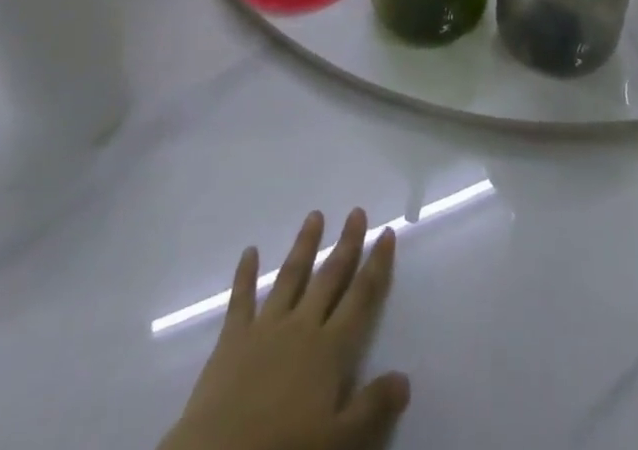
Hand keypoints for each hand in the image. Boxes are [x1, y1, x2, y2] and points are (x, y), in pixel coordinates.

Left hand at [161, 210, 408, 449]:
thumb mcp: (339, 442)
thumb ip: (372, 408)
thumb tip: (405, 377)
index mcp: (329, 350)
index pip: (361, 298)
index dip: (377, 265)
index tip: (386, 232)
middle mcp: (301, 326)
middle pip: (329, 278)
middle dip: (346, 244)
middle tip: (356, 212)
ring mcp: (265, 327)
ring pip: (290, 277)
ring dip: (304, 246)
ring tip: (315, 216)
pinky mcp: (233, 338)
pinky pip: (241, 299)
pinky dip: (245, 273)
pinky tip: (249, 251)